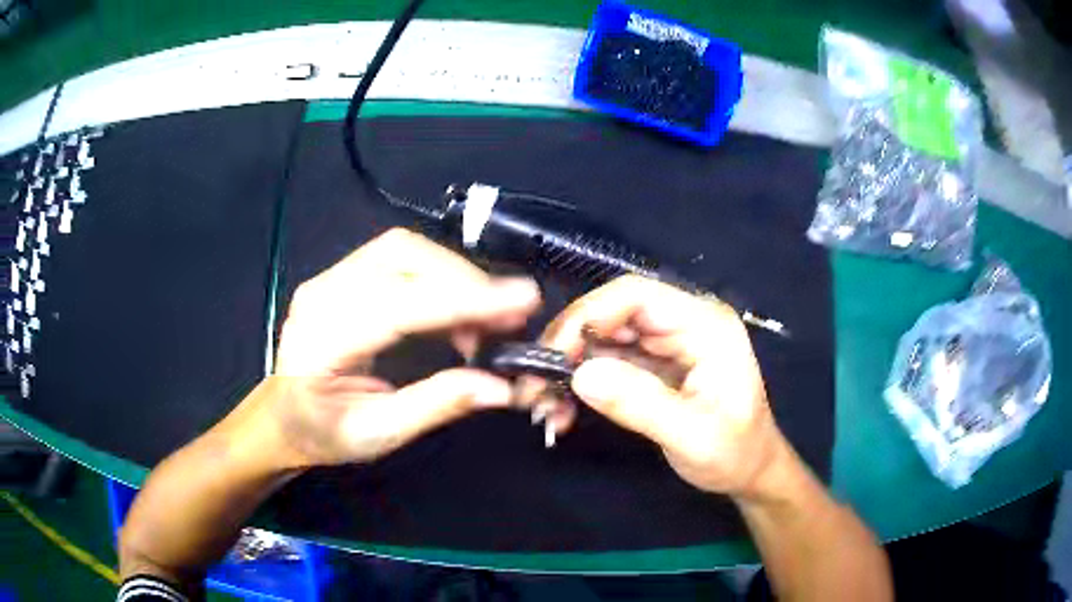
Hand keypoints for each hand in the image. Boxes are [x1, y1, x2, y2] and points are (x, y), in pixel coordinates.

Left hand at [269, 228, 540, 466]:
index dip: (463, 300)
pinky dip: (439, 276)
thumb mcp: (378, 434)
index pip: (399, 305)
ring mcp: (329, 277)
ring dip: (455, 275)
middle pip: (402, 257)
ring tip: (485, 319)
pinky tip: (456, 310)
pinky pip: (399, 257)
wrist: (281, 416)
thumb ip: (436, 405)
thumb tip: (501, 388)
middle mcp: (322, 294)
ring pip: (404, 249)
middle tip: (509, 319)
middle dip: (465, 281)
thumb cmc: (321, 433)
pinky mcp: (343, 274)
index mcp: (322, 340)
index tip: (522, 299)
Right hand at [539, 276, 786, 497]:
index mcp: (705, 324)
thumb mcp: (694, 436)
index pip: (637, 295)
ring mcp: (665, 344)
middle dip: (568, 346)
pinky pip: (605, 363)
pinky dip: (579, 384)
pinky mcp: (651, 366)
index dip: (589, 315)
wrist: (749, 472)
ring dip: (568, 368)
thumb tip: (580, 375)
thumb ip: (641, 404)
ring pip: (602, 339)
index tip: (553, 355)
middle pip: (612, 313)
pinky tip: (561, 411)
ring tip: (541, 404)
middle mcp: (682, 324)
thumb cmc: (735, 453)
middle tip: (534, 382)